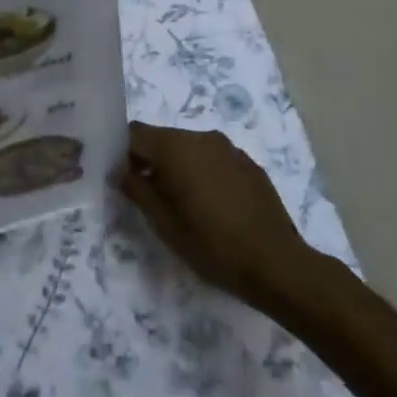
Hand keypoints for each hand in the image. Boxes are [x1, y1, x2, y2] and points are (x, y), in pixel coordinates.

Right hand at [113, 123, 318, 314]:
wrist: (276, 263)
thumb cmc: (212, 245)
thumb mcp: (164, 224)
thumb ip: (137, 190)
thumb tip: (120, 170)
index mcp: (176, 147)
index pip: (136, 133)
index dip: (123, 152)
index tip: (123, 179)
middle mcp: (202, 137)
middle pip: (163, 138)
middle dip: (151, 161)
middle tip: (150, 197)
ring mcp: (228, 148)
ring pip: (189, 148)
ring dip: (179, 167)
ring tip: (183, 204)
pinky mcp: (248, 162)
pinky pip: (213, 158)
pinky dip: (204, 173)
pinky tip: (212, 205)